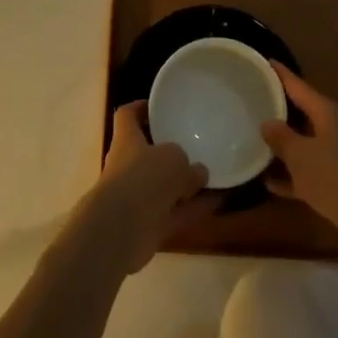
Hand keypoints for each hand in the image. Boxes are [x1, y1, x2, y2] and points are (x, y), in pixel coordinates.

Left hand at [82, 102, 213, 275]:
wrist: (120, 230)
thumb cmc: (143, 178)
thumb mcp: (173, 159)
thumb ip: (188, 164)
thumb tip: (198, 172)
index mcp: (127, 140)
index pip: (127, 115)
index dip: (140, 108)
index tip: (158, 107)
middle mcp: (128, 166)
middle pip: (147, 153)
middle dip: (169, 152)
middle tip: (194, 146)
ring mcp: (136, 197)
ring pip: (164, 186)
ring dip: (186, 185)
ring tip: (213, 176)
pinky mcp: (147, 225)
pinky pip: (175, 212)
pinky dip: (194, 208)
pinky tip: (218, 203)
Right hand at [262, 63, 337, 261]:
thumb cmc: (334, 176)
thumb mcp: (300, 155)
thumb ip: (281, 137)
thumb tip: (267, 122)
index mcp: (326, 112)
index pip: (298, 85)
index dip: (281, 74)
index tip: (264, 61)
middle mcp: (333, 128)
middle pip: (302, 112)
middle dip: (279, 108)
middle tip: (253, 100)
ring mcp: (337, 156)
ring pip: (304, 144)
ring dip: (283, 145)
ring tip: (254, 140)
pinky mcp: (337, 182)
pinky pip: (308, 172)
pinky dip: (291, 175)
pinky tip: (268, 182)